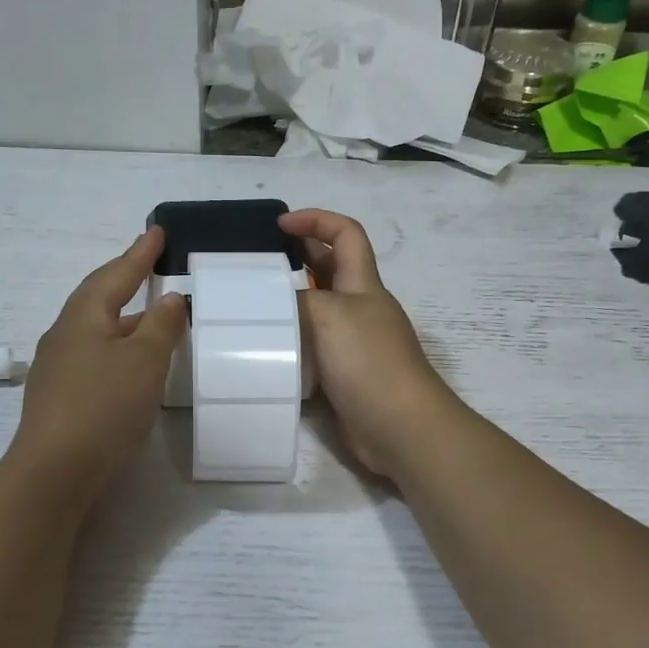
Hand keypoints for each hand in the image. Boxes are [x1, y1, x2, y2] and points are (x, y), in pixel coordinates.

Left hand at [8, 227, 185, 504]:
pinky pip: (94, 359)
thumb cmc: (103, 407)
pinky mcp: (60, 399)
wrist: (54, 472)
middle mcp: (64, 336)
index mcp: (82, 318)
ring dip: (124, 321)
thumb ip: (160, 326)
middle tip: (150, 268)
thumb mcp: (144, 361)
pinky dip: (117, 351)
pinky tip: (130, 368)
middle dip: (125, 282)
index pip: (115, 276)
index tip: (157, 232)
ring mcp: (57, 370)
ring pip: (96, 332)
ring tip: (151, 319)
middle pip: (98, 299)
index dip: (139, 254)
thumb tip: (168, 299)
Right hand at [279, 208, 457, 479]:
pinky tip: (265, 351)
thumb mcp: (329, 315)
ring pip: (318, 313)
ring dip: (289, 306)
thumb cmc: (368, 361)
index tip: (280, 224)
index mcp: (363, 285)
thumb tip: (274, 300)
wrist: (398, 427)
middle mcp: (360, 309)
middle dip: (297, 258)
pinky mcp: (343, 376)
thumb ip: (297, 299)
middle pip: (331, 270)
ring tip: (250, 308)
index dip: (316, 220)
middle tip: (257, 265)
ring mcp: (353, 344)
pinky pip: (313, 350)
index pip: (346, 234)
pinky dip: (292, 346)